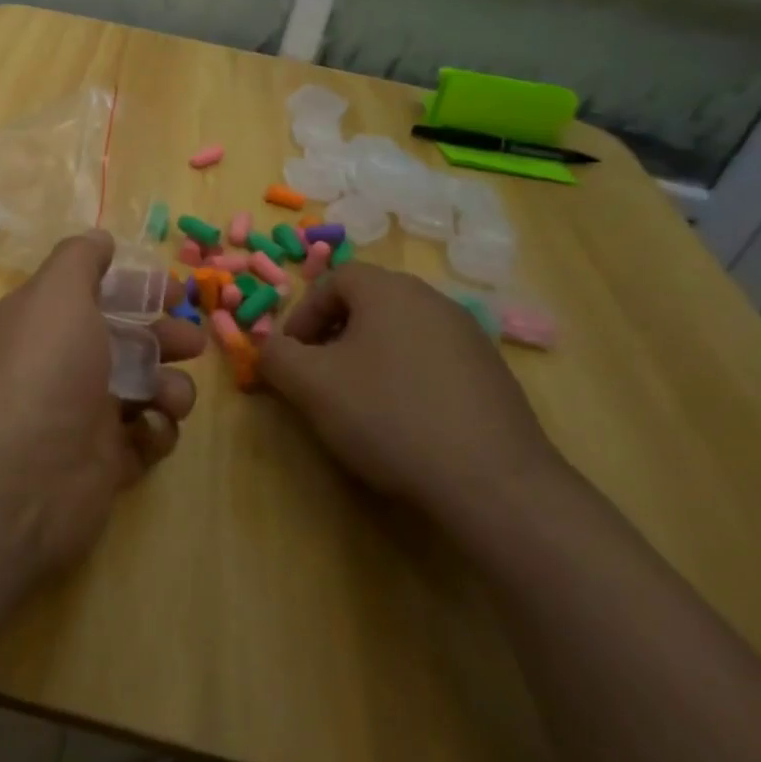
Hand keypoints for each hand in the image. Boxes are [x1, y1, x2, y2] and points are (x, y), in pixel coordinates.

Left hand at [0, 231, 202, 574]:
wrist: (15, 479)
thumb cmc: (42, 370)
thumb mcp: (57, 294)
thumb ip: (80, 260)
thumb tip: (99, 237)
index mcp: (50, 322)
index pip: (100, 295)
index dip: (138, 289)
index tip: (174, 290)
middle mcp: (66, 365)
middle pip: (129, 341)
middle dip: (166, 337)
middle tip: (191, 342)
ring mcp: (86, 416)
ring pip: (146, 389)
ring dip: (170, 386)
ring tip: (168, 396)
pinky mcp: (106, 464)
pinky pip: (146, 438)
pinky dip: (156, 431)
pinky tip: (149, 432)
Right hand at [258, 265, 563, 520]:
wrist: (493, 482)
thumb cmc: (388, 416)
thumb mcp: (311, 385)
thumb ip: (276, 356)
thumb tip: (267, 347)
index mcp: (389, 290)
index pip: (334, 279)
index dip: (304, 314)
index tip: (293, 355)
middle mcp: (432, 300)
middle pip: (369, 303)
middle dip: (334, 335)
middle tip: (320, 376)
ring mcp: (470, 336)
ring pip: (401, 332)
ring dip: (370, 357)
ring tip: (360, 402)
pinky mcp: (493, 375)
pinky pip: (433, 361)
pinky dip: (408, 378)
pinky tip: (406, 422)